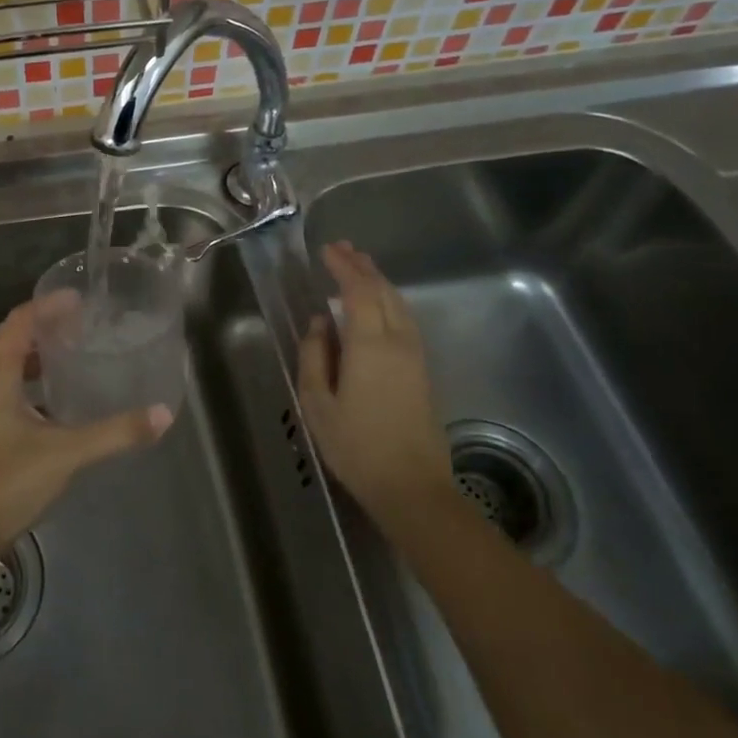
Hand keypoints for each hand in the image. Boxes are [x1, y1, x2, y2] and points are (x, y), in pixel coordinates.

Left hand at [0, 302, 172, 562]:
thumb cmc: (6, 481)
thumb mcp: (66, 453)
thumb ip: (114, 433)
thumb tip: (162, 415)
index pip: (20, 321)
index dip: (48, 306)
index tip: (79, 299)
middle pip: (11, 339)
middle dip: (44, 327)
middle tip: (82, 325)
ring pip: (5, 366)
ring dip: (34, 357)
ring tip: (71, 357)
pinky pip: (3, 389)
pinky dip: (27, 383)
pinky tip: (53, 403)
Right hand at [298, 242, 452, 535]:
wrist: (413, 488)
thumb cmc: (357, 446)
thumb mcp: (317, 403)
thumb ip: (314, 356)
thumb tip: (319, 323)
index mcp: (370, 344)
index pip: (359, 291)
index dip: (344, 267)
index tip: (327, 250)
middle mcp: (398, 341)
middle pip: (383, 291)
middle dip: (363, 267)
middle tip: (342, 249)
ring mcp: (415, 356)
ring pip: (399, 304)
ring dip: (378, 281)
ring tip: (360, 267)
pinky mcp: (423, 371)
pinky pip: (405, 320)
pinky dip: (389, 301)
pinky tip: (378, 305)